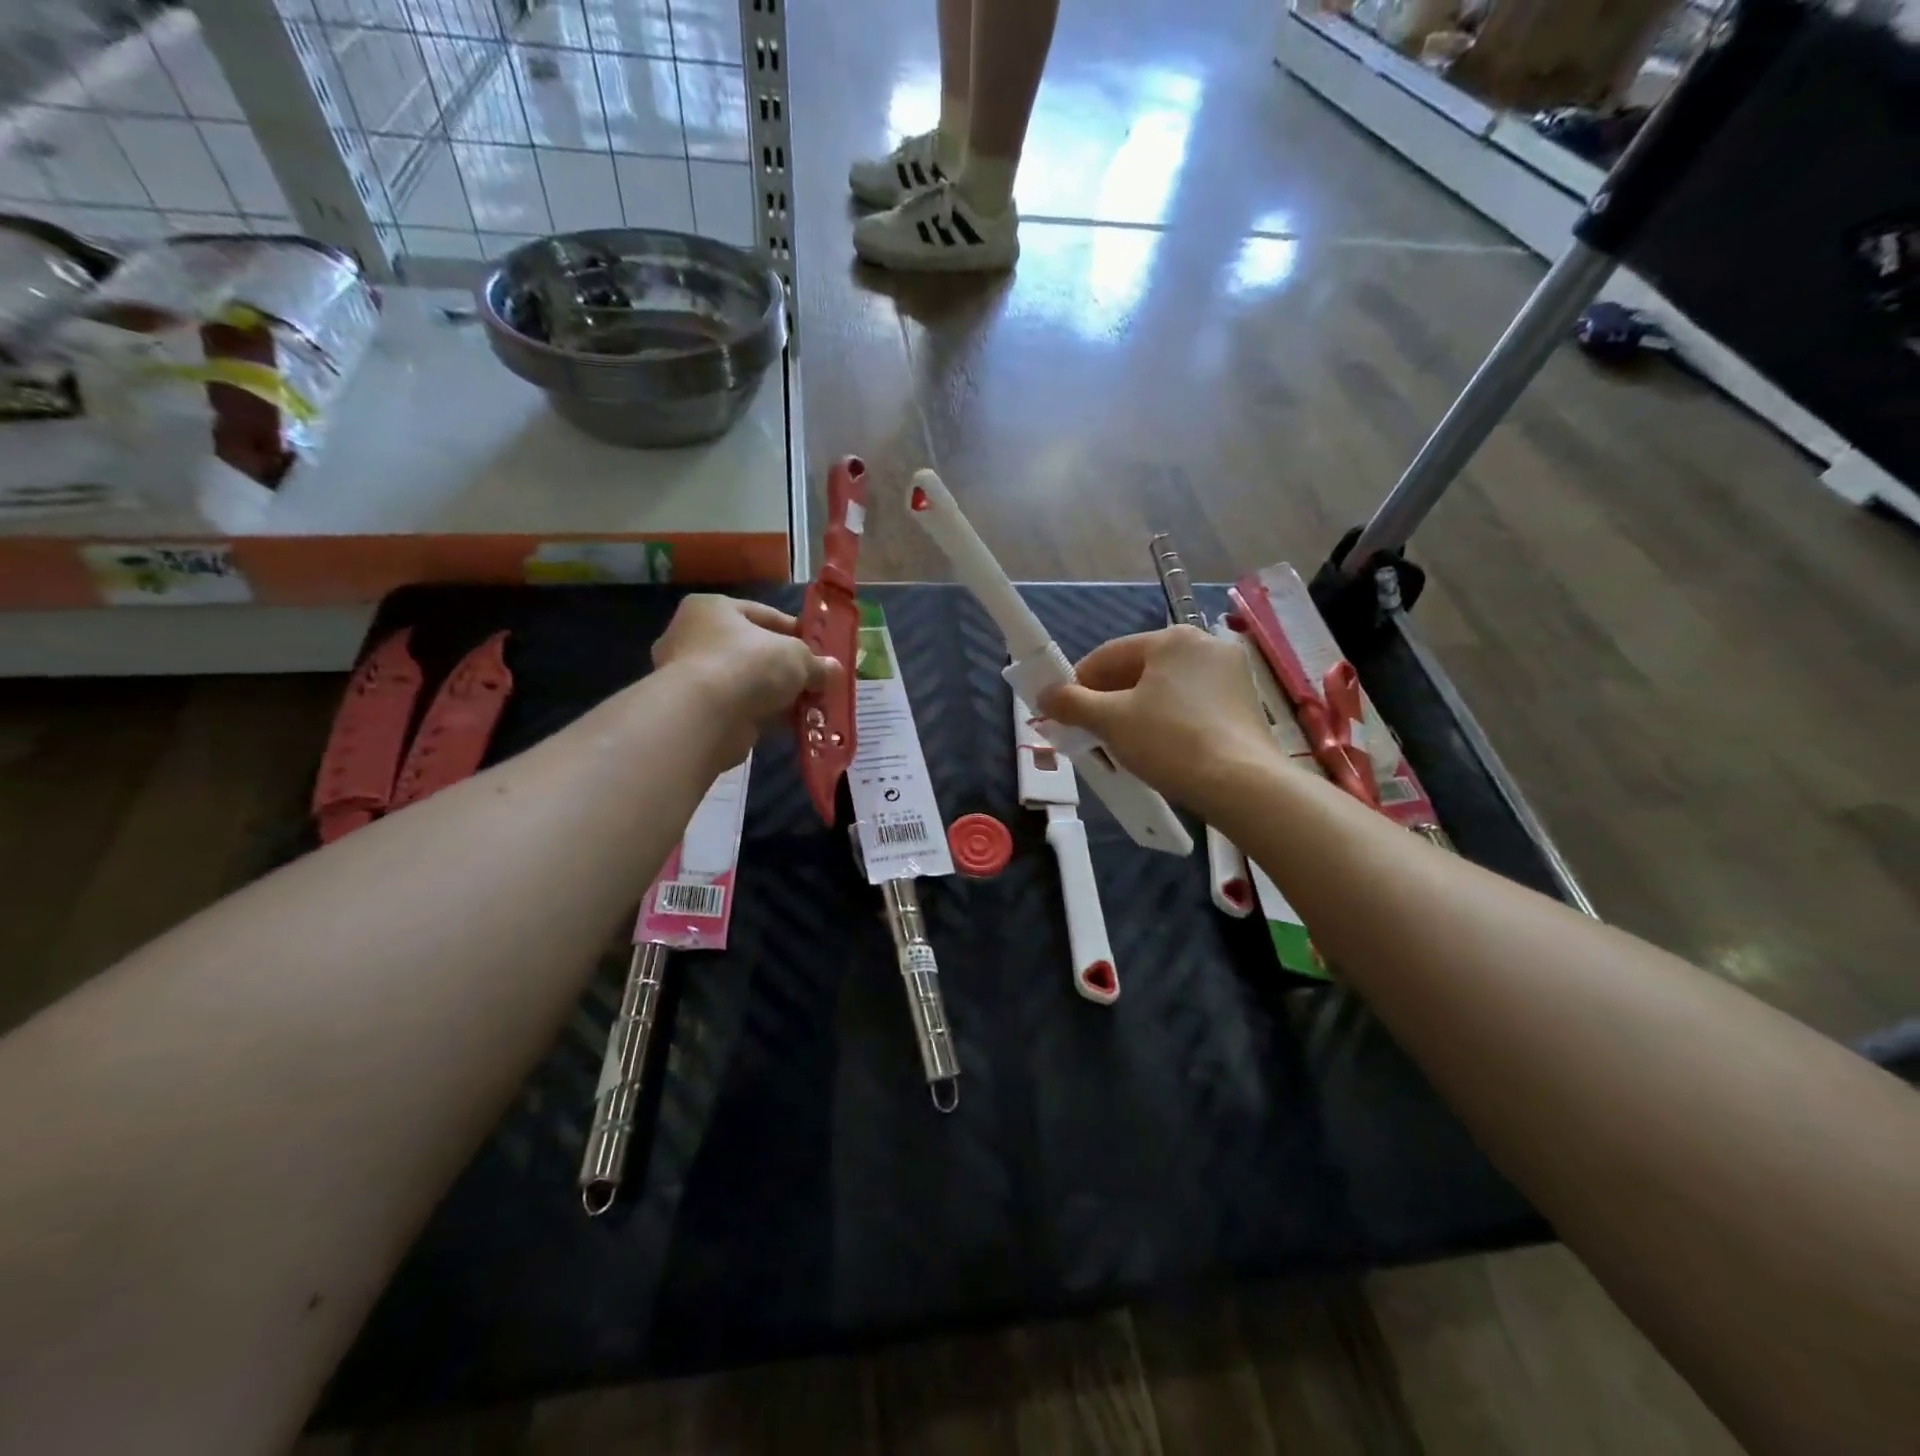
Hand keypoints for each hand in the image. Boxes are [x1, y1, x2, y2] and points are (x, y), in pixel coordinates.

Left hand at [652, 595, 835, 763]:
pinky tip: (789, 724)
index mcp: (712, 609)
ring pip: (746, 681)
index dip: (796, 632)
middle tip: (814, 679)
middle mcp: (694, 636)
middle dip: (785, 667)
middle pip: (753, 650)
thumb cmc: (748, 665)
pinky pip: (738, 707)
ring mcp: (691, 676)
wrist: (704, 717)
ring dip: (775, 694)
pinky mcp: (695, 710)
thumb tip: (833, 670)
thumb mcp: (795, 657)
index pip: (763, 615)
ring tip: (807, 705)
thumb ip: (816, 663)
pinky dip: (762, 714)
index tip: (819, 649)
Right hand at [1037, 626, 1276, 816]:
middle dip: (1108, 700)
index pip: (1108, 655)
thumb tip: (1044, 695)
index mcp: (1172, 639)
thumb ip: (1072, 704)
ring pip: (1165, 689)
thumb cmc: (1170, 742)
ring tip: (1120, 744)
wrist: (1242, 785)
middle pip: (1139, 670)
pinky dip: (1167, 721)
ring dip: (1136, 712)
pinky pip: (1190, 705)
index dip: (1077, 683)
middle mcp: (1205, 646)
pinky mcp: (1245, 704)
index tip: (1061, 712)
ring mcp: (1231, 674)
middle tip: (1087, 732)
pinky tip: (1158, 748)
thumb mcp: (1111, 721)